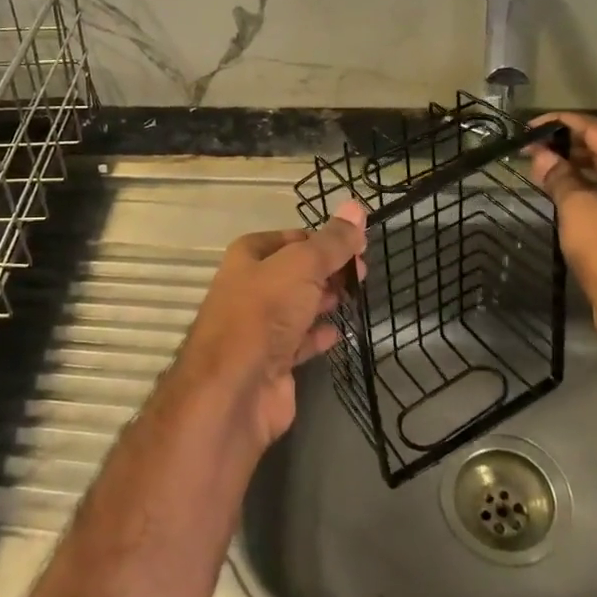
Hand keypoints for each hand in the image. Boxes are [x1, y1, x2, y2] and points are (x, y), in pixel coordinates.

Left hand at [173, 199, 366, 448]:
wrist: (234, 389)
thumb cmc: (264, 313)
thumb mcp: (302, 266)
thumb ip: (332, 241)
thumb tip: (356, 206)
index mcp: (249, 256)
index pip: (293, 237)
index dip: (325, 240)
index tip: (358, 246)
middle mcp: (251, 287)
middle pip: (297, 271)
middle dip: (329, 270)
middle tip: (362, 274)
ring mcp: (260, 326)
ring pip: (300, 305)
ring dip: (325, 300)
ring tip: (355, 297)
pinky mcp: (272, 360)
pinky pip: (301, 340)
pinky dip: (319, 335)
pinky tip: (338, 332)